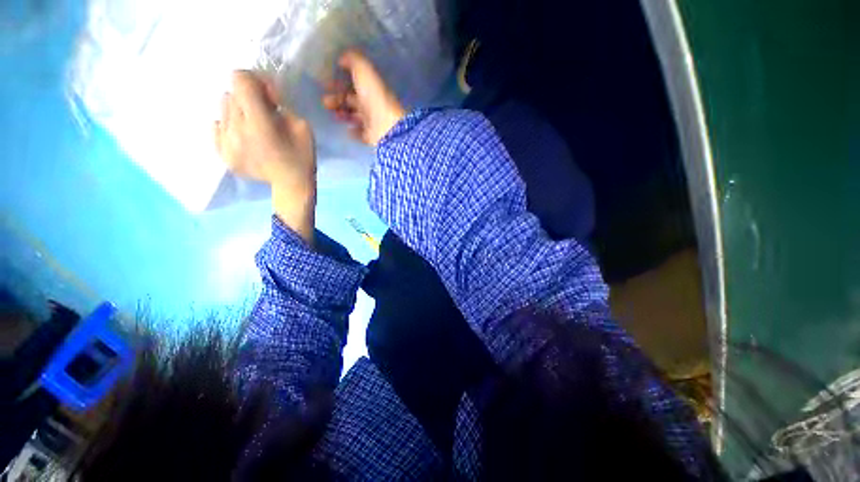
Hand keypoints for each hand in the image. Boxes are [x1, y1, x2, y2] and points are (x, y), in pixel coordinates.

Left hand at [215, 71, 315, 242]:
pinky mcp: (221, 153)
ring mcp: (225, 143)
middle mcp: (236, 130)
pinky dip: (230, 126)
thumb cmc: (301, 156)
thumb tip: (264, 93)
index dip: (253, 80)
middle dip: (249, 98)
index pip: (239, 80)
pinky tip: (245, 139)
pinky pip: (216, 126)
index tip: (266, 94)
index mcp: (259, 123)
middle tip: (265, 114)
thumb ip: (282, 104)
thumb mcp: (302, 126)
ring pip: (223, 108)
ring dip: (239, 112)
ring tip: (254, 129)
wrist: (291, 185)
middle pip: (232, 94)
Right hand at [322, 50, 405, 145]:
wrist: (386, 127)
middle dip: (338, 99)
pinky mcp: (372, 137)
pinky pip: (361, 134)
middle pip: (353, 100)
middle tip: (325, 101)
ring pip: (355, 116)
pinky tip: (347, 130)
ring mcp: (373, 122)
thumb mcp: (364, 71)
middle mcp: (373, 104)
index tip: (326, 83)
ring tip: (334, 114)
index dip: (341, 82)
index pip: (355, 83)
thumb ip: (353, 61)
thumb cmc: (375, 98)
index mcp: (372, 88)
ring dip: (343, 114)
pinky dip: (353, 132)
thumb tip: (342, 58)